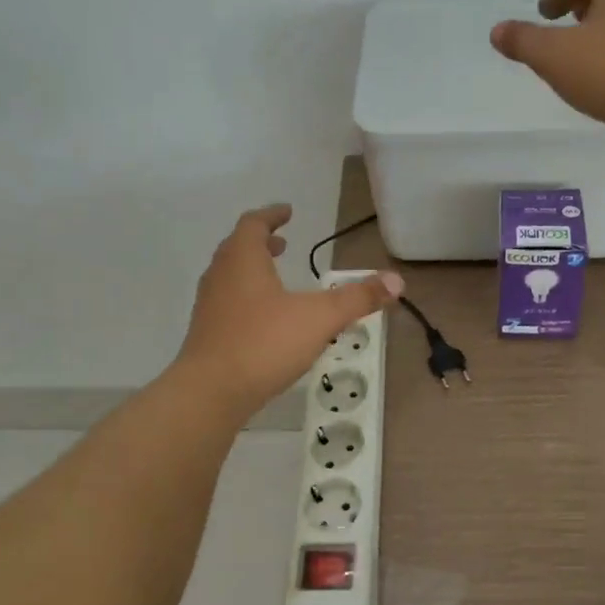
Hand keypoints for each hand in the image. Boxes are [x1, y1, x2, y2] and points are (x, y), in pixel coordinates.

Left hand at [176, 205, 402, 412]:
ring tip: (276, 279)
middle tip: (282, 242)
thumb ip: (357, 298)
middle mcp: (220, 275)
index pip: (253, 223)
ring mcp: (209, 305)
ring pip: (230, 276)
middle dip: (261, 242)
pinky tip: (266, 320)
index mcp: (243, 259)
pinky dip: (246, 297)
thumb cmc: (264, 343)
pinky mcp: (207, 333)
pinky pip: (227, 302)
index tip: (288, 211)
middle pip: (238, 247)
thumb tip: (397, 281)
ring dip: (252, 270)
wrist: (210, 393)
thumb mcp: (320, 318)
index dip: (272, 215)